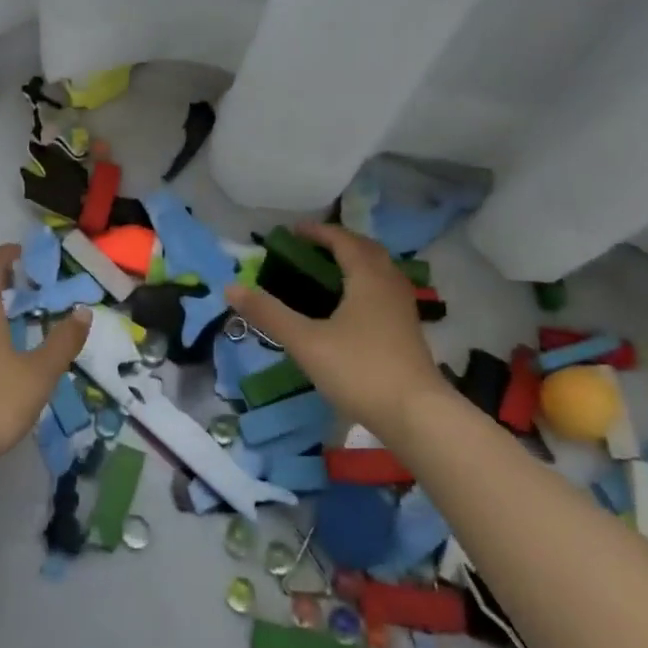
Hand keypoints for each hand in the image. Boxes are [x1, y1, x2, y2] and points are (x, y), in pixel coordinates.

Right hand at [224, 222, 446, 434]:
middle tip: (311, 248)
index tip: (292, 232)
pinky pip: (384, 292)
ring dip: (355, 263)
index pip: (343, 240)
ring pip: (380, 271)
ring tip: (328, 273)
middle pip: (366, 250)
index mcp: (368, 277)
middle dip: (339, 243)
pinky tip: (349, 308)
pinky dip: (364, 285)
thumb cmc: (359, 370)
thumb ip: (268, 314)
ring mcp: (403, 309)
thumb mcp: (306, 341)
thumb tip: (231, 287)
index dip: (317, 232)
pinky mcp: (408, 331)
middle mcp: (390, 284)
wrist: (417, 416)